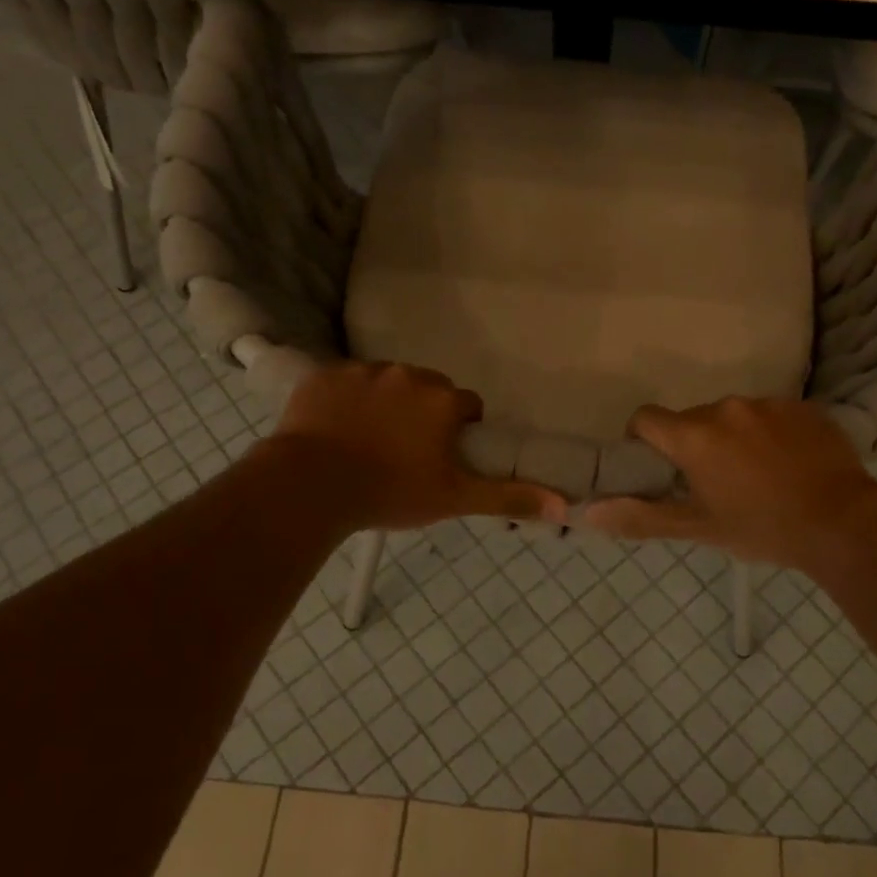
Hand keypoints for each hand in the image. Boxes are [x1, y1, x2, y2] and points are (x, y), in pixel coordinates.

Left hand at [265, 361, 568, 532]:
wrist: (311, 486)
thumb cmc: (391, 492)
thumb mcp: (455, 498)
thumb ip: (509, 496)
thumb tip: (565, 505)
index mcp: (443, 399)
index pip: (468, 405)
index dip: (460, 431)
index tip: (442, 457)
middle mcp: (408, 374)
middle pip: (428, 389)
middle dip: (423, 413)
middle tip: (404, 453)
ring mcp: (363, 370)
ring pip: (386, 384)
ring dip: (385, 405)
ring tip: (367, 443)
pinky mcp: (324, 375)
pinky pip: (344, 383)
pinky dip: (345, 401)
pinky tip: (335, 432)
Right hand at [578, 398, 876, 576]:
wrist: (844, 522)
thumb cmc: (762, 528)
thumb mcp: (699, 529)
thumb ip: (641, 517)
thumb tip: (588, 513)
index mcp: (694, 435)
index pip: (646, 418)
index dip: (644, 440)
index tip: (661, 468)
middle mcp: (726, 407)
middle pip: (692, 419)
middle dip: (694, 445)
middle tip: (715, 483)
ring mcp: (768, 403)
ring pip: (733, 416)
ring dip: (734, 438)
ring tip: (759, 475)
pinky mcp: (803, 406)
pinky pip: (770, 414)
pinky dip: (769, 434)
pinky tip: (789, 465)